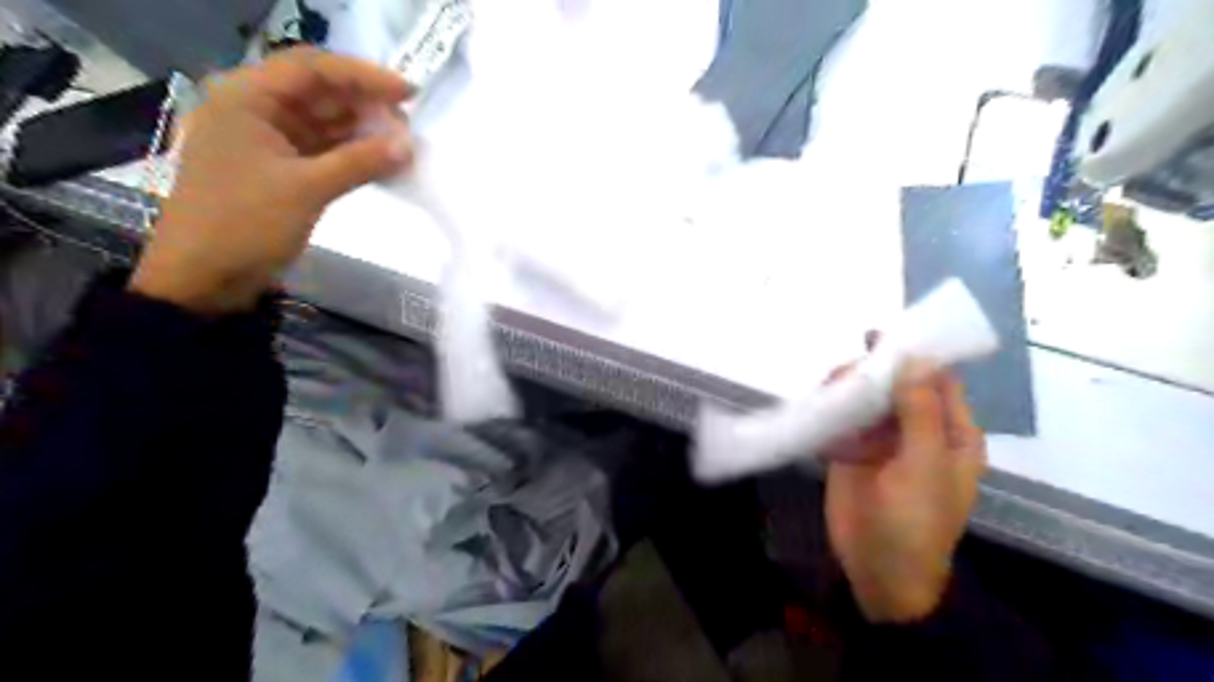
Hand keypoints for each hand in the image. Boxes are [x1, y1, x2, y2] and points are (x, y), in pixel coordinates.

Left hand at [127, 49, 413, 314]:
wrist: (204, 277)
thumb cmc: (244, 223)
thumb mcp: (306, 189)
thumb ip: (360, 162)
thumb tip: (409, 145)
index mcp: (247, 98)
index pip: (313, 68)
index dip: (364, 76)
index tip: (409, 94)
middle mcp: (255, 110)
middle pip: (320, 93)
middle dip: (366, 106)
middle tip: (409, 127)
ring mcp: (267, 141)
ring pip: (324, 124)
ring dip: (363, 133)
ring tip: (403, 146)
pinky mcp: (279, 170)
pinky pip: (322, 152)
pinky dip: (352, 156)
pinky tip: (382, 164)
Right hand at [825, 362, 985, 622]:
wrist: (878, 571)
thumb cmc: (914, 521)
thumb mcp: (923, 466)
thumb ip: (919, 413)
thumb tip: (914, 359)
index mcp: (950, 432)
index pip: (937, 380)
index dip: (914, 355)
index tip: (881, 338)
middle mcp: (917, 429)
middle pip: (896, 385)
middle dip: (873, 372)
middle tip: (846, 371)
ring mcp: (882, 441)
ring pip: (865, 399)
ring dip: (848, 389)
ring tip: (828, 390)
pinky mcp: (851, 452)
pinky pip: (842, 420)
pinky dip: (830, 410)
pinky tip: (818, 407)